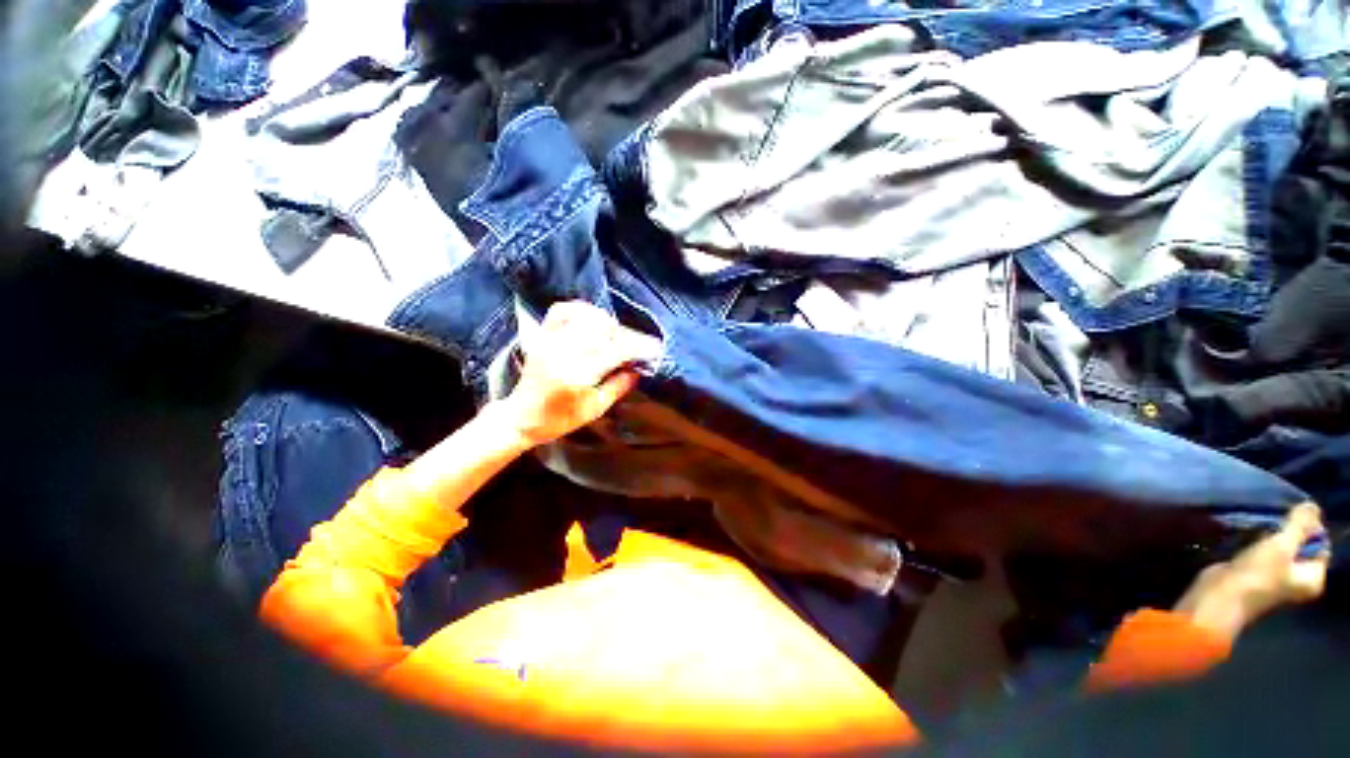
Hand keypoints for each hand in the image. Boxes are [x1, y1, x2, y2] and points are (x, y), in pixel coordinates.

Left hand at [494, 301, 652, 446]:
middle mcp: (564, 352)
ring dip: (606, 321)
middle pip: (603, 328)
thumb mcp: (594, 409)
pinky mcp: (542, 336)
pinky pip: (561, 310)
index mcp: (578, 375)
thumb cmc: (560, 419)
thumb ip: (618, 387)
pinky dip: (580, 309)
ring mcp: (551, 340)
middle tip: (634, 345)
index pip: (616, 350)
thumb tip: (638, 369)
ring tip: (613, 335)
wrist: (522, 416)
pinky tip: (591, 318)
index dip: (639, 346)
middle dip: (625, 334)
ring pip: (585, 315)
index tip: (654, 348)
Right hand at [1174, 503, 1329, 643]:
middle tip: (1274, 520)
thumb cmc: (1257, 575)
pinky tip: (1247, 538)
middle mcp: (1299, 580)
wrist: (1219, 597)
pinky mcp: (1256, 575)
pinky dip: (1258, 543)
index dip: (1309, 528)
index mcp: (1313, 578)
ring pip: (1281, 549)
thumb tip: (1312, 506)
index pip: (1321, 545)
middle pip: (1302, 547)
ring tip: (1259, 527)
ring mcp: (1277, 579)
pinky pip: (1265, 554)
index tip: (1290, 516)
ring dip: (1271, 536)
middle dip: (1288, 531)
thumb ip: (1300, 525)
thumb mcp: (1281, 546)